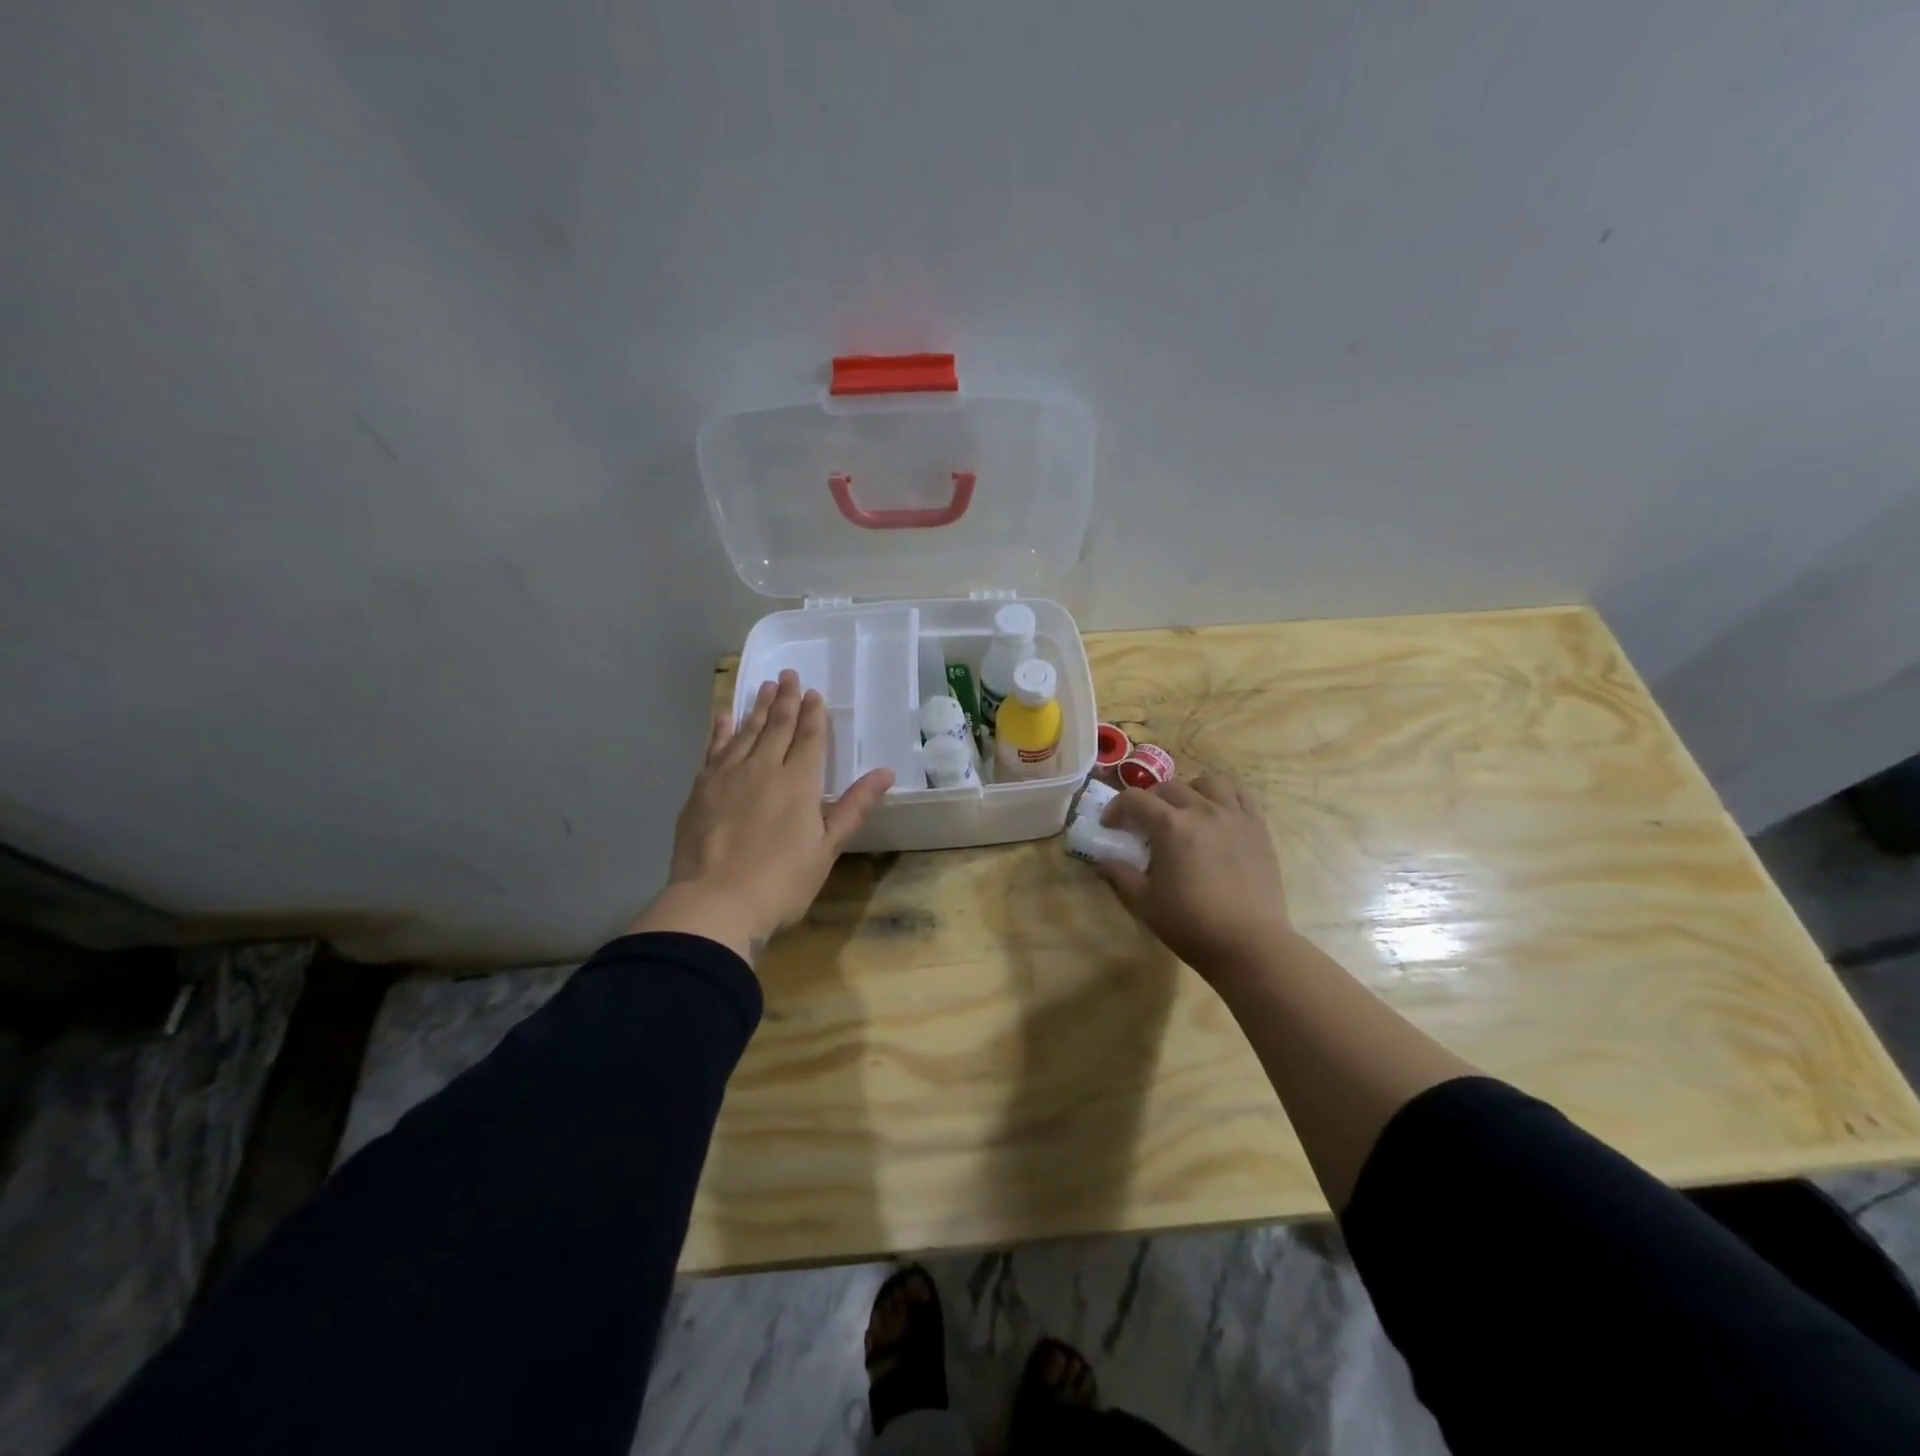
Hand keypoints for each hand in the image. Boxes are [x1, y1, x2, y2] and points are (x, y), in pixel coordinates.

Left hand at [629, 670, 893, 961]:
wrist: (715, 903)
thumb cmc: (782, 882)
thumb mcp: (827, 848)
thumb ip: (853, 807)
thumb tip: (885, 772)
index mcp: (798, 782)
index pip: (809, 738)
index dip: (813, 714)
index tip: (814, 693)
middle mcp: (763, 768)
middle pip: (777, 726)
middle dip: (786, 700)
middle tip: (789, 674)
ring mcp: (727, 775)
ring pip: (746, 731)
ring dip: (757, 707)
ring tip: (764, 686)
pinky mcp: (700, 788)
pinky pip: (713, 749)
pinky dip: (720, 730)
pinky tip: (724, 716)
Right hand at [1097, 774, 1296, 982]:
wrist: (1249, 944)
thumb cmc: (1191, 924)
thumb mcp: (1144, 903)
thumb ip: (1120, 875)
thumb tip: (1102, 860)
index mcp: (1170, 826)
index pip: (1135, 799)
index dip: (1116, 808)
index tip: (1110, 826)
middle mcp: (1202, 810)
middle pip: (1169, 787)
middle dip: (1149, 800)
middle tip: (1143, 823)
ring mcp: (1234, 816)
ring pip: (1208, 782)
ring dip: (1189, 791)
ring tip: (1185, 812)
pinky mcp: (1258, 828)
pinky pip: (1241, 795)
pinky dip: (1225, 796)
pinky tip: (1218, 815)